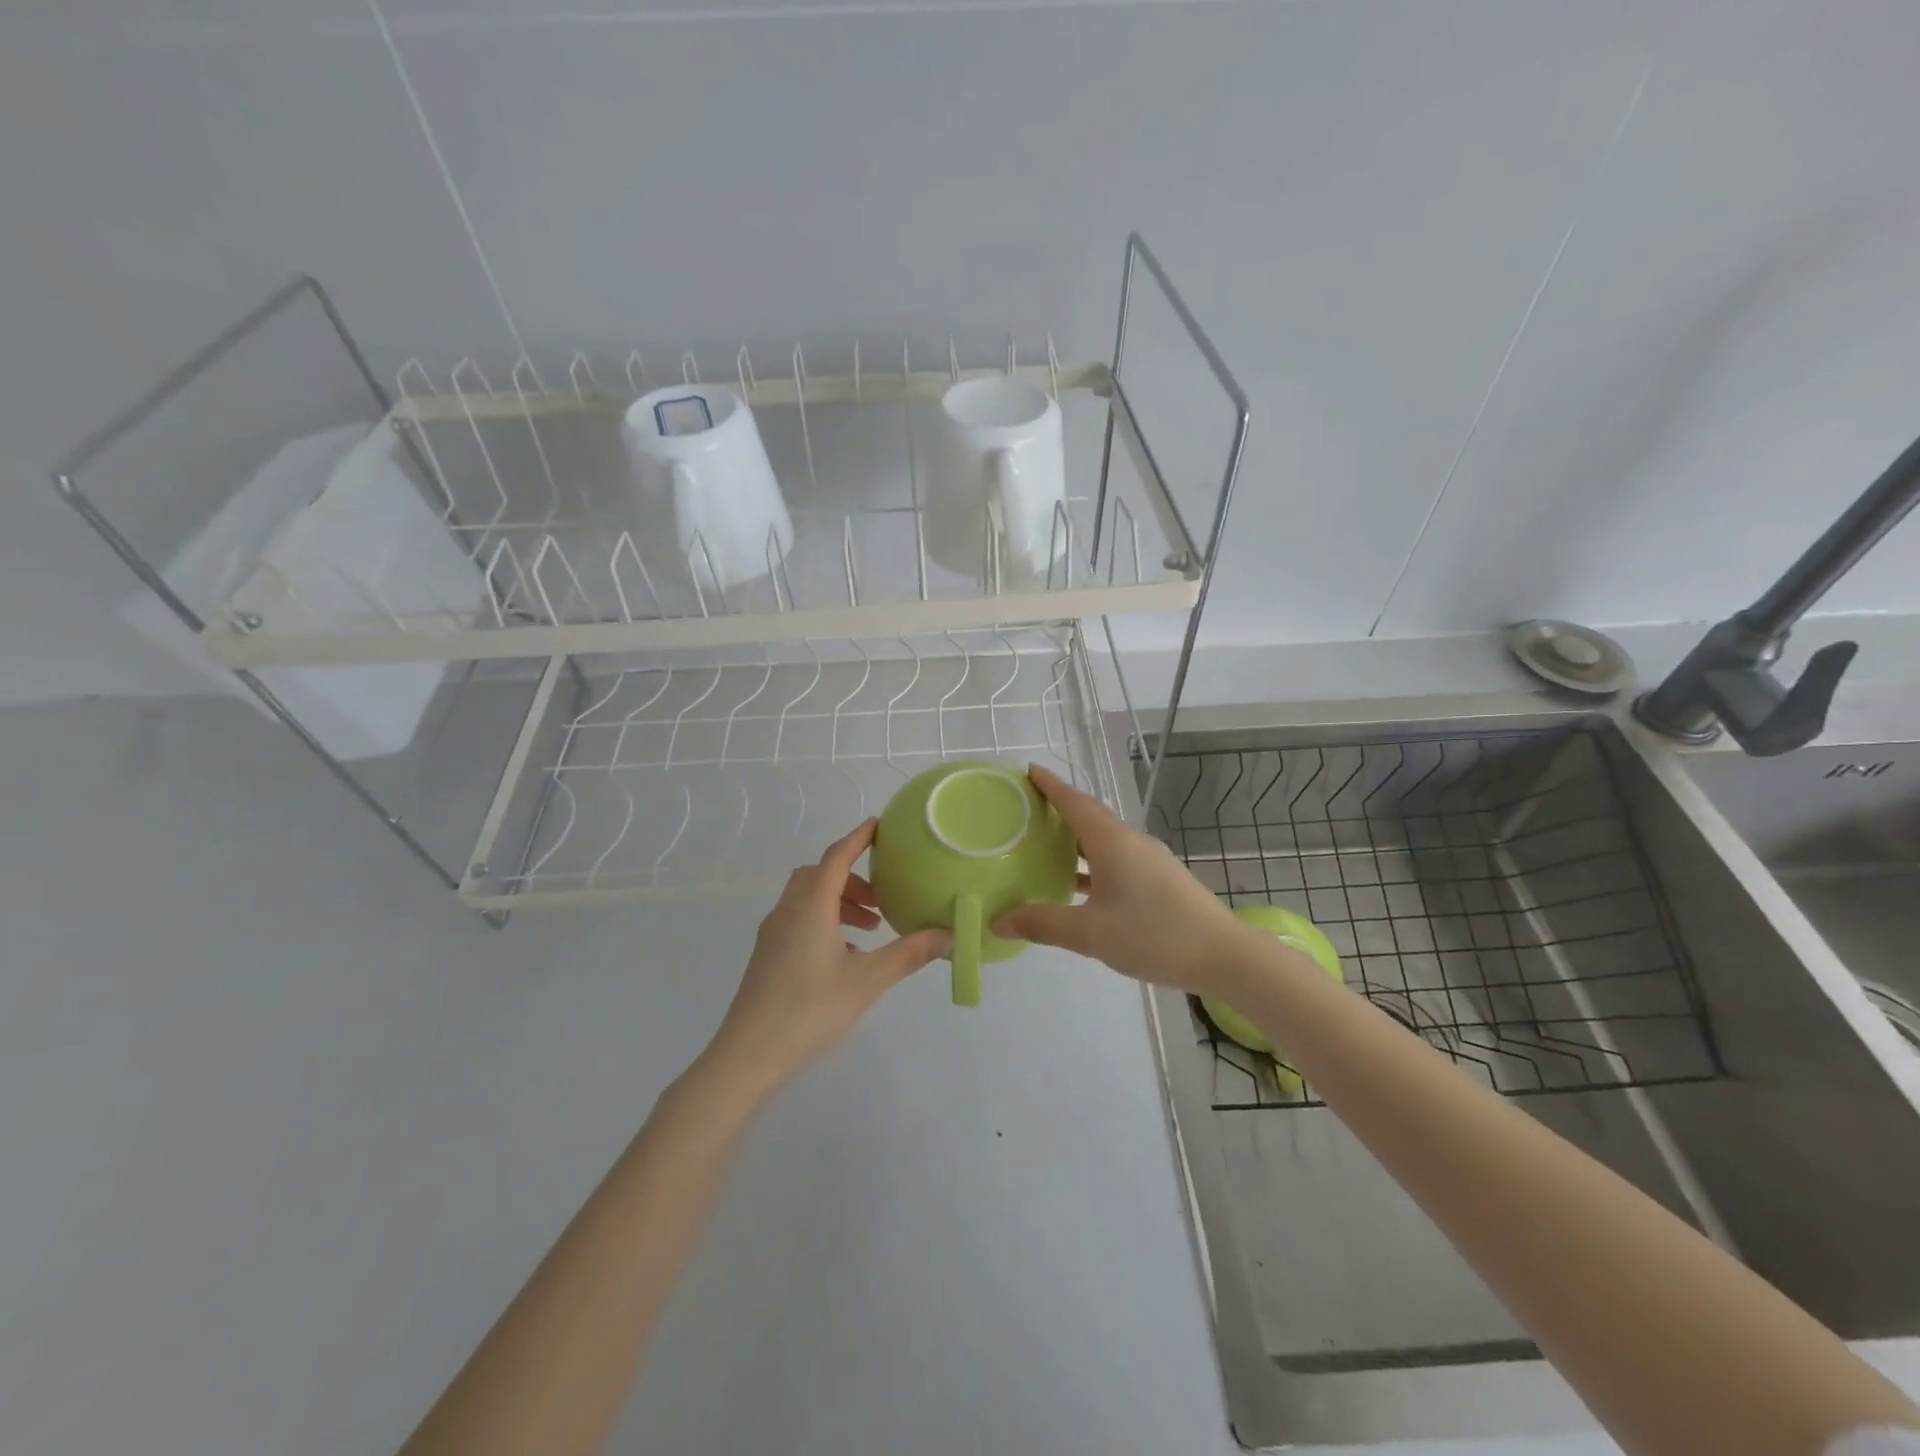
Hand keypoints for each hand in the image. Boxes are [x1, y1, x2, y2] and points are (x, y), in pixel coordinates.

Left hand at [708, 820, 949, 1092]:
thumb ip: (909, 954)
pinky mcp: (767, 955)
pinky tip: (845, 955)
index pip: (837, 856)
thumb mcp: (867, 981)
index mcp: (811, 906)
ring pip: (808, 898)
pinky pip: (799, 919)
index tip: (879, 825)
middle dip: (852, 877)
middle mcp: (789, 910)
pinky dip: (825, 921)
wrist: (748, 1054)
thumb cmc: (809, 1009)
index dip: (859, 838)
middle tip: (882, 897)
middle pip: (820, 874)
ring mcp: (773, 933)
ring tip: (871, 929)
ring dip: (839, 902)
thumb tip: (949, 935)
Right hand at [993, 764, 1246, 998]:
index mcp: (1112, 842)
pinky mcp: (1160, 879)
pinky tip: (1079, 884)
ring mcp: (1149, 860)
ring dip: (1075, 839)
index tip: (1028, 770)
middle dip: (1059, 808)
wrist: (1223, 955)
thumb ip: (1043, 924)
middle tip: (1027, 809)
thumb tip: (998, 920)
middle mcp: (1130, 842)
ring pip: (1104, 840)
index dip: (1050, 785)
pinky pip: (1117, 858)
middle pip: (1089, 815)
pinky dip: (1092, 862)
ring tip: (1044, 845)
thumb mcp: (1090, 932)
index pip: (1074, 802)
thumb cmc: (1153, 935)